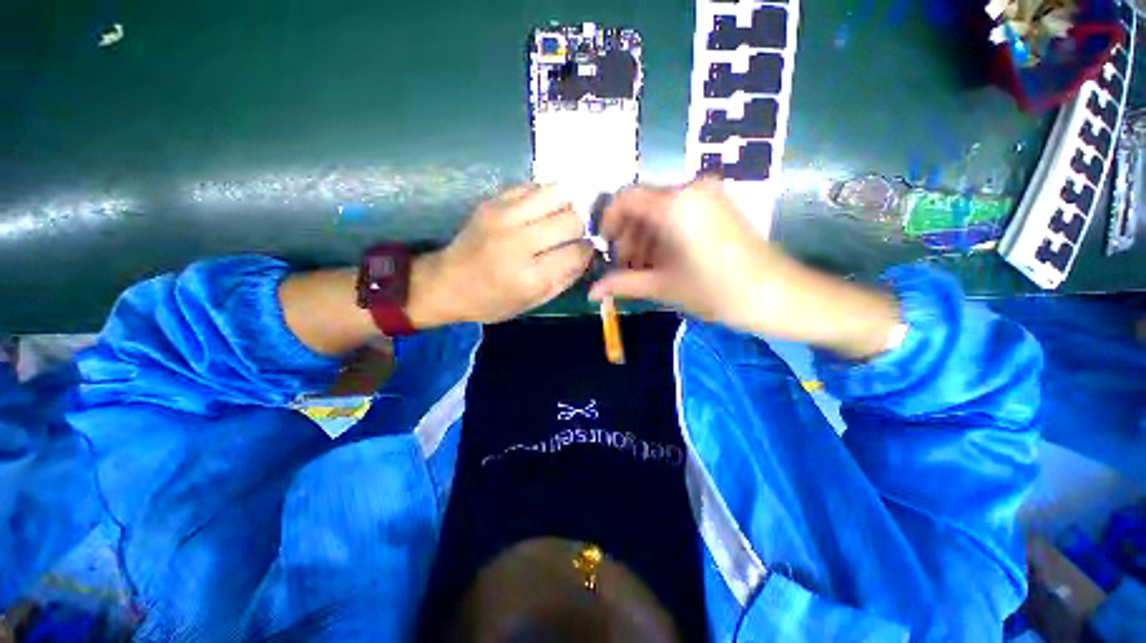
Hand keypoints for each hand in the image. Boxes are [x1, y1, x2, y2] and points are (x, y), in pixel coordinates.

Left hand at [408, 185, 592, 326]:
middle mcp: (519, 242)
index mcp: (530, 276)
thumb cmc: (491, 301)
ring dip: (565, 206)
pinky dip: (544, 197)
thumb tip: (588, 254)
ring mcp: (504, 216)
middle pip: (572, 219)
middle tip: (570, 237)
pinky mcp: (493, 201)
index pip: (578, 251)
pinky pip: (533, 186)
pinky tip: (539, 212)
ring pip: (557, 193)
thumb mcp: (533, 302)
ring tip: (558, 220)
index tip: (584, 252)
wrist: (445, 283)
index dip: (588, 251)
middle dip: (579, 229)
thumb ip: (565, 279)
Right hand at [589, 179, 901, 359]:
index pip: (624, 198)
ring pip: (660, 210)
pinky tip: (665, 260)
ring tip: (644, 269)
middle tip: (625, 267)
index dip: (608, 222)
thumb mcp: (663, 287)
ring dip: (645, 237)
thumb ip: (623, 284)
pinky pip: (679, 212)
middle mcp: (690, 189)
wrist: (779, 296)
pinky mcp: (719, 205)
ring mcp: (708, 194)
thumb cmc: (717, 291)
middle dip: (627, 236)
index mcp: (675, 205)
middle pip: (642, 204)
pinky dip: (664, 234)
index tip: (605, 248)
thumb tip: (590, 293)